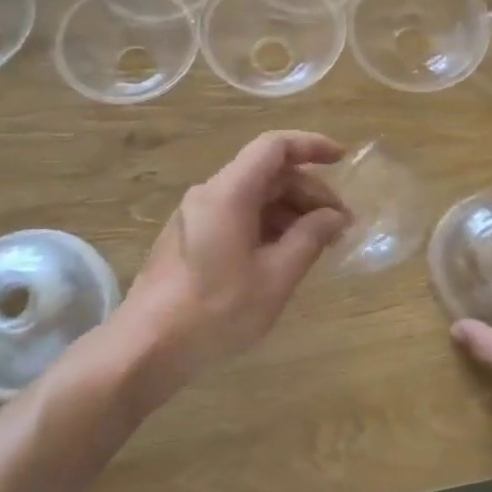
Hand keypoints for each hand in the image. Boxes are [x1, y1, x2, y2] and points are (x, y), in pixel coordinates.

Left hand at [120, 131, 348, 392]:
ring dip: (290, 211)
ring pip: (252, 196)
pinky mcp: (190, 238)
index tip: (343, 159)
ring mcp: (196, 216)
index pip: (274, 147)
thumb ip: (309, 238)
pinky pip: (237, 216)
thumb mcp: (276, 277)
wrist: (148, 346)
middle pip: (266, 173)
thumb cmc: (217, 309)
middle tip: (340, 224)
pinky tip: (286, 255)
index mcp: (229, 192)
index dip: (311, 146)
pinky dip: (267, 225)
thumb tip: (334, 216)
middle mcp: (209, 194)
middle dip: (308, 191)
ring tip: (319, 243)